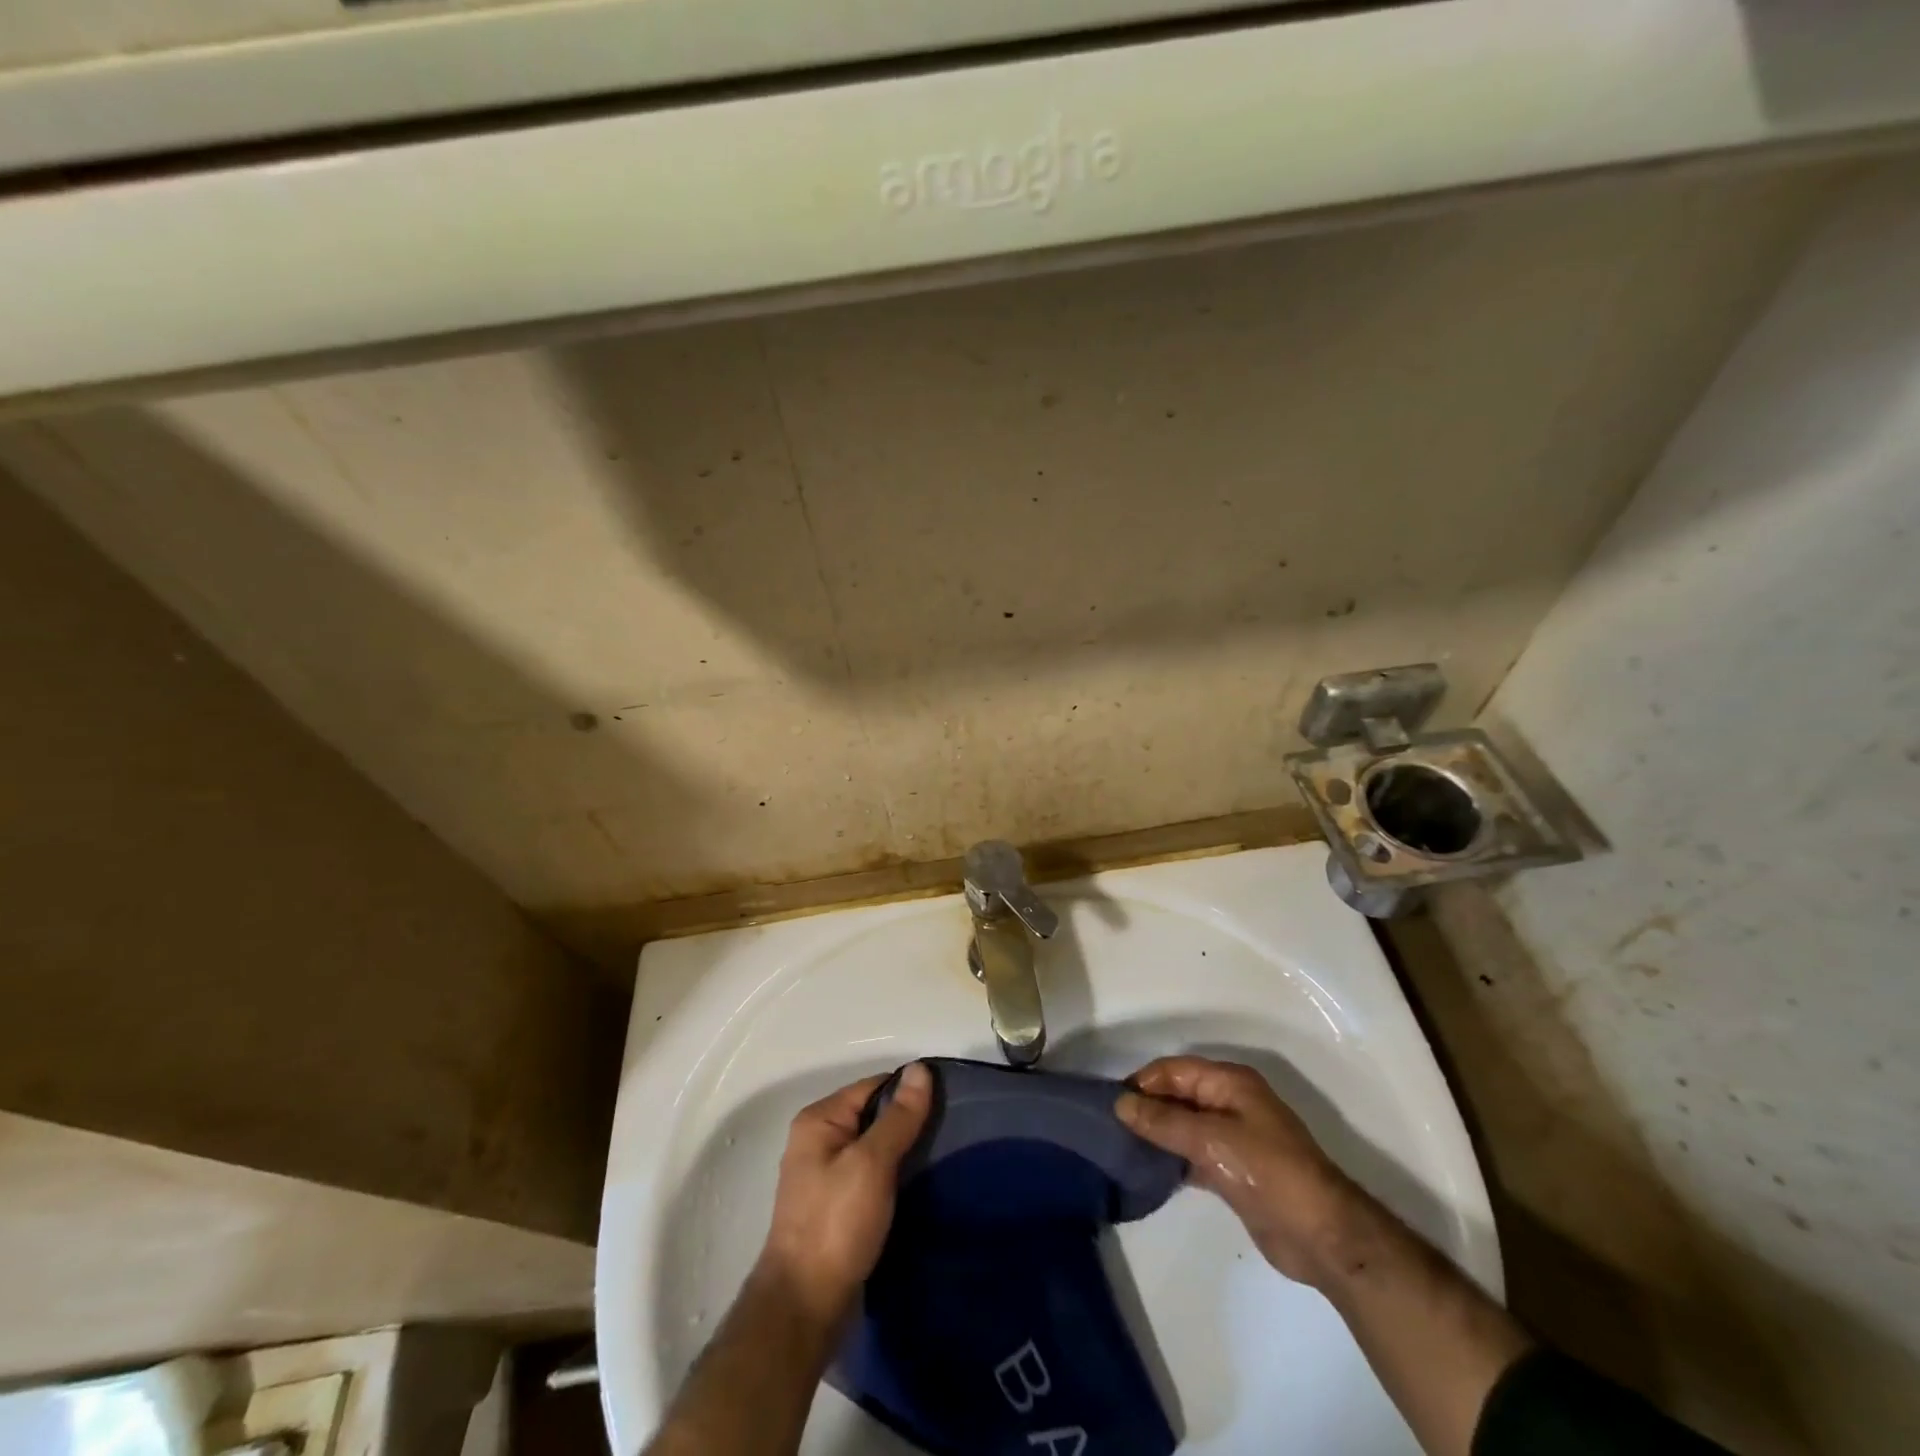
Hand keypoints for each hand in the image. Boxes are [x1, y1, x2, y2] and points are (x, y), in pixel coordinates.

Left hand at [756, 1063, 932, 1329]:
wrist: (805, 1308)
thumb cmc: (836, 1224)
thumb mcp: (872, 1163)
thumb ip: (898, 1117)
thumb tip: (920, 1069)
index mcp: (819, 1120)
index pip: (873, 1087)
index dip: (909, 1091)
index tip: (949, 1101)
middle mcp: (818, 1141)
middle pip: (873, 1116)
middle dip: (908, 1122)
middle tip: (951, 1130)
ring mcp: (825, 1177)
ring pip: (875, 1149)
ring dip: (904, 1152)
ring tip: (944, 1157)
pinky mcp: (837, 1208)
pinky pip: (872, 1177)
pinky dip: (894, 1178)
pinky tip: (921, 1187)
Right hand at [1116, 1056, 1358, 1288]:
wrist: (1321, 1235)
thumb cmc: (1267, 1172)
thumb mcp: (1211, 1140)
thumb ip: (1163, 1121)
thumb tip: (1120, 1103)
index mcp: (1230, 1082)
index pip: (1174, 1070)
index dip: (1143, 1082)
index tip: (1110, 1103)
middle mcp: (1230, 1102)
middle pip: (1178, 1095)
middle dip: (1147, 1106)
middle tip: (1110, 1126)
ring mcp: (1233, 1137)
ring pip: (1184, 1125)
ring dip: (1157, 1133)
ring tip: (1121, 1147)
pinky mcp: (1234, 1170)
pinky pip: (1193, 1153)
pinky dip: (1171, 1158)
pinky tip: (1147, 1171)